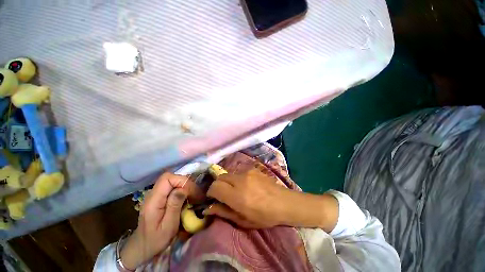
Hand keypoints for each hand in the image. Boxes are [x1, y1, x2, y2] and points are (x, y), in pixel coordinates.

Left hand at [120, 173, 188, 269]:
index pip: (167, 178)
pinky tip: (187, 198)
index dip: (181, 180)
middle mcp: (153, 194)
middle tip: (195, 194)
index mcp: (153, 201)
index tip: (191, 191)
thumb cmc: (155, 241)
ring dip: (185, 186)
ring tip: (193, 196)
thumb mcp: (168, 226)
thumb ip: (174, 206)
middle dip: (185, 183)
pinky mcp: (159, 197)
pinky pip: (172, 187)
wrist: (141, 248)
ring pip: (172, 181)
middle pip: (170, 177)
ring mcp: (155, 195)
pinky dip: (182, 189)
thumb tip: (183, 188)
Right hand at [204, 169, 338, 230]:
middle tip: (223, 195)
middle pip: (220, 177)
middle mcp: (240, 180)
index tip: (213, 198)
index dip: (211, 192)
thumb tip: (207, 208)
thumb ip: (223, 212)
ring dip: (227, 181)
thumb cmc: (264, 216)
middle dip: (217, 185)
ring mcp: (247, 172)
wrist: (283, 202)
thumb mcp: (242, 220)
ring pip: (228, 174)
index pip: (215, 187)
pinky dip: (236, 178)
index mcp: (237, 196)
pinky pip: (238, 172)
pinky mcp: (253, 169)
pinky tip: (245, 185)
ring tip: (235, 190)